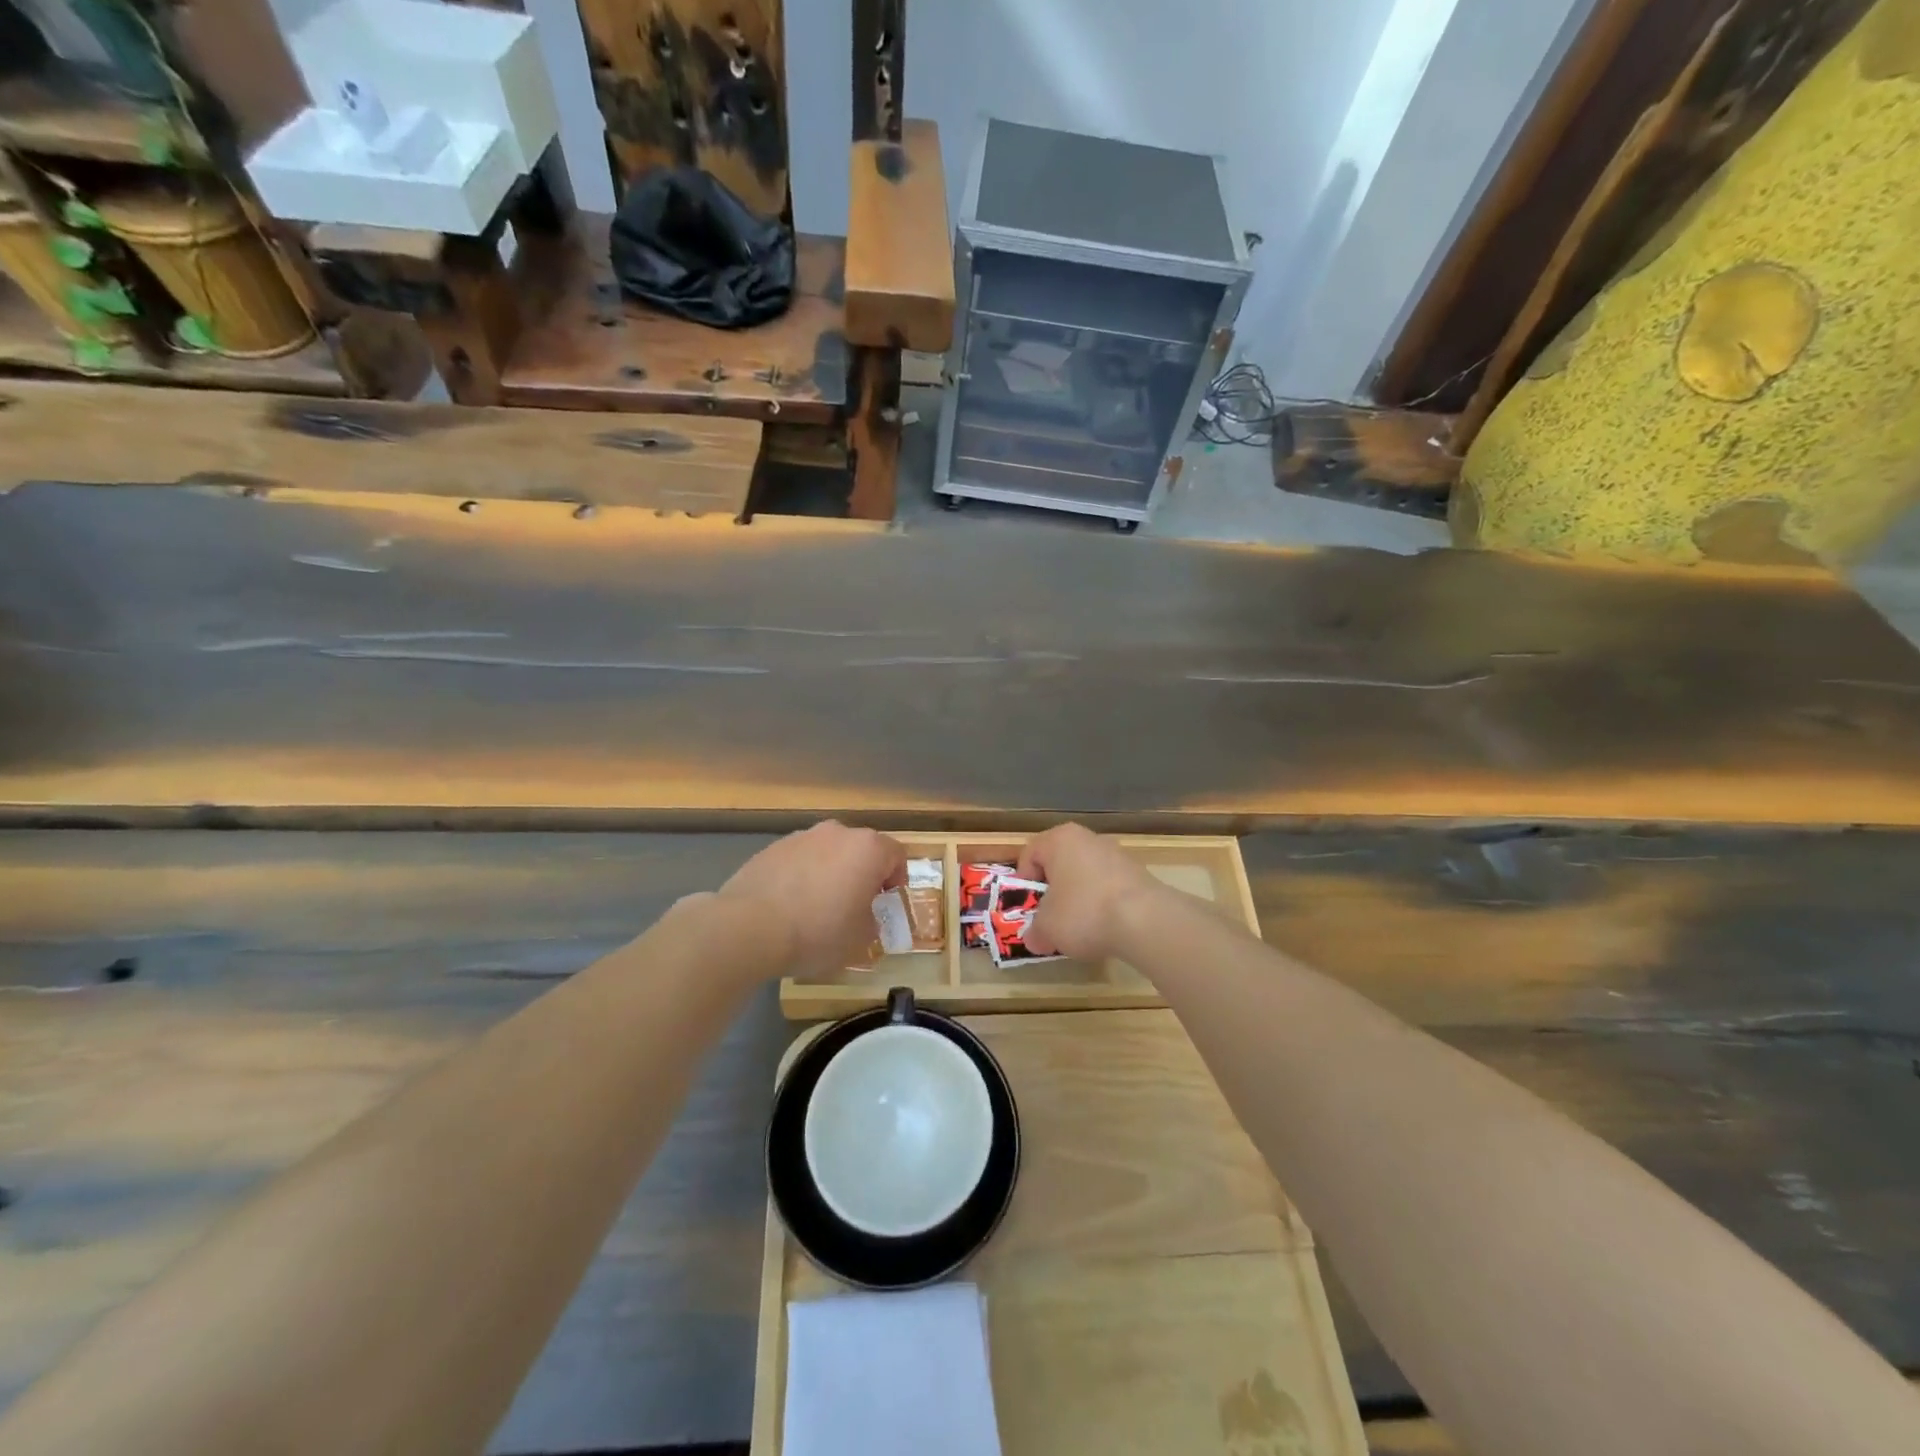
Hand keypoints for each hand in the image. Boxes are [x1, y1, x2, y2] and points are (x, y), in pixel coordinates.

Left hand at [715, 821, 907, 977]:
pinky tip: (790, 905)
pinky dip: (803, 876)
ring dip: (831, 873)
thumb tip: (866, 916)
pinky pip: (800, 859)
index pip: (897, 856)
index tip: (885, 905)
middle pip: (861, 849)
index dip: (897, 881)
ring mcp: (802, 837)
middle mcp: (837, 833)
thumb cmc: (818, 932)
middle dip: (863, 874)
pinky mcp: (772, 848)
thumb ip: (873, 921)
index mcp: (868, 849)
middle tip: (856, 906)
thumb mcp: (860, 938)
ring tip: (818, 907)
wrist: (749, 927)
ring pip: (828, 852)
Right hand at [1017, 823, 1162, 960]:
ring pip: (1085, 876)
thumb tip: (1034, 939)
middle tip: (1050, 919)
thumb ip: (1035, 931)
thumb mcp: (1047, 928)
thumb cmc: (1083, 912)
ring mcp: (1117, 854)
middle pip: (1060, 864)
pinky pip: (1109, 888)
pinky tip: (1105, 929)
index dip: (1023, 883)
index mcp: (1060, 839)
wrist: (1145, 921)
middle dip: (1053, 893)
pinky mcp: (1139, 874)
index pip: (1030, 854)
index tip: (1027, 909)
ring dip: (1078, 900)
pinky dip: (1103, 906)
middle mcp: (1088, 838)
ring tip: (1080, 929)